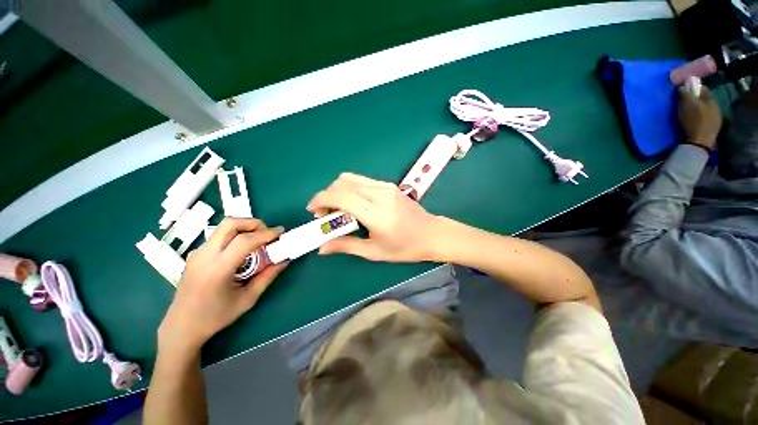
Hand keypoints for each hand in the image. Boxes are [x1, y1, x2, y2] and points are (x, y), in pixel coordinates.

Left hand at [158, 218, 285, 352]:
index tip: (281, 232)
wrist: (181, 327)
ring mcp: (197, 253)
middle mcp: (204, 256)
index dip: (266, 233)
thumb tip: (284, 260)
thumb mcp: (247, 299)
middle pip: (230, 224)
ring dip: (244, 228)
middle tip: (267, 233)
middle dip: (253, 223)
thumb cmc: (215, 316)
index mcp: (217, 269)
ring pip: (223, 228)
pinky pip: (219, 236)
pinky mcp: (195, 254)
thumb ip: (267, 276)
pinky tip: (242, 251)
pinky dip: (235, 235)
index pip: (244, 241)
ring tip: (258, 241)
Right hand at [307, 173, 440, 261]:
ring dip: (338, 191)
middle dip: (327, 195)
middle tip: (326, 215)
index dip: (321, 199)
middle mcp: (379, 194)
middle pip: (342, 182)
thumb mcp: (374, 252)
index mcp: (376, 214)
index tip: (313, 211)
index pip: (341, 196)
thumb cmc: (405, 248)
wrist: (432, 234)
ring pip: (351, 178)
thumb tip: (322, 247)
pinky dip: (350, 189)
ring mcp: (385, 186)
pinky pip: (362, 180)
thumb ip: (346, 246)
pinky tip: (353, 204)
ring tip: (339, 209)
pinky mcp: (388, 185)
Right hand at [678, 85, 721, 150]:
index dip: (693, 88)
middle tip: (686, 103)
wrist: (700, 141)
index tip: (685, 91)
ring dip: (699, 109)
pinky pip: (707, 118)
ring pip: (707, 109)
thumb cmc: (694, 120)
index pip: (703, 89)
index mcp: (711, 99)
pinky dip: (701, 117)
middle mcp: (717, 107)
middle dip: (697, 99)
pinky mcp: (713, 128)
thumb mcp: (687, 105)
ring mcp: (717, 118)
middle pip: (705, 100)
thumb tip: (683, 87)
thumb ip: (685, 94)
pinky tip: (695, 121)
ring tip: (690, 113)